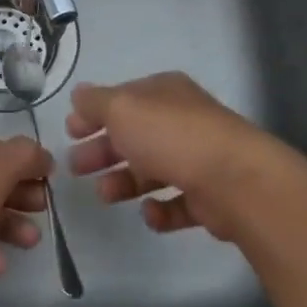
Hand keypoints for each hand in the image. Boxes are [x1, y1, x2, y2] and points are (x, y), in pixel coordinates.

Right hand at [65, 72, 289, 241]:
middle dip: (103, 150)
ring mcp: (199, 158)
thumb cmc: (172, 137)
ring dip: (124, 182)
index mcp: (164, 93)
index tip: (70, 133)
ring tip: (105, 195)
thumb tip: (79, 95)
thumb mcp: (122, 109)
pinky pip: (177, 203)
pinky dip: (159, 210)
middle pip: (134, 135)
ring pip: (152, 169)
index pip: (123, 99)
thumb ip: (95, 102)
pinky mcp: (210, 196)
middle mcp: (183, 121)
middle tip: (76, 168)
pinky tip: (149, 213)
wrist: (236, 181)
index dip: (94, 114)